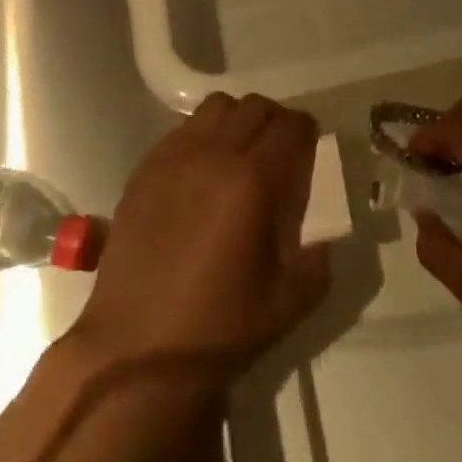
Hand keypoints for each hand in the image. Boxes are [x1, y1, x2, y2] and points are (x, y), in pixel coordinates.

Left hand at [69, 93, 329, 391]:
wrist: (135, 355)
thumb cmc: (217, 332)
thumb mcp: (286, 305)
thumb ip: (316, 263)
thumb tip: (325, 240)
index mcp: (253, 181)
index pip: (290, 126)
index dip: (306, 131)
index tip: (309, 147)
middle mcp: (215, 154)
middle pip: (255, 106)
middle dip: (275, 121)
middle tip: (278, 150)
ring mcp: (175, 156)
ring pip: (217, 107)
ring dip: (237, 119)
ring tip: (239, 152)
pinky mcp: (145, 168)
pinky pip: (182, 129)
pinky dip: (202, 135)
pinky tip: (201, 170)